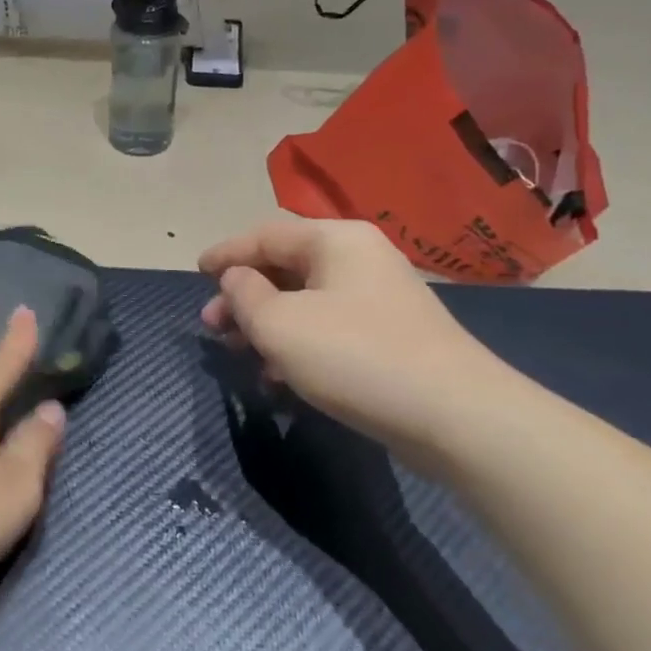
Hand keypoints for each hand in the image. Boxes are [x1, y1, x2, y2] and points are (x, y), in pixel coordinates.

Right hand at [200, 217, 502, 455]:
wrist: (454, 415)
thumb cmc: (354, 356)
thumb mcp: (279, 324)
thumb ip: (244, 295)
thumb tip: (238, 279)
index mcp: (335, 240)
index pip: (265, 235)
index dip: (226, 253)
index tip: (196, 273)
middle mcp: (359, 259)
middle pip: (285, 267)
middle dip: (243, 297)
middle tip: (212, 328)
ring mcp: (379, 298)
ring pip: (304, 301)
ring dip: (266, 325)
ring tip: (240, 356)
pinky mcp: (390, 335)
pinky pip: (327, 328)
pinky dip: (296, 345)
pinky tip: (279, 378)